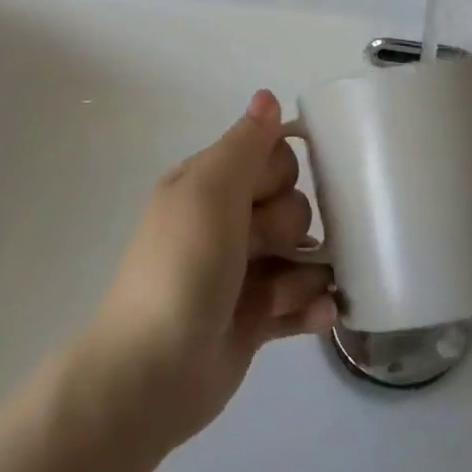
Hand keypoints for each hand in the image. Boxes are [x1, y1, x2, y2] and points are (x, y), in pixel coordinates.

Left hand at [66, 90, 336, 454]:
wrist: (150, 376)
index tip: (262, 196)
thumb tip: (268, 94)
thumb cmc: (182, 269)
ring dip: (306, 272)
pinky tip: (321, 314)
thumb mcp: (210, 193)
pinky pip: (301, 299)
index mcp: (209, 186)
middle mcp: (226, 223)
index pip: (272, 156)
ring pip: (302, 254)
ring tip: (283, 295)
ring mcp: (242, 272)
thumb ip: (246, 144)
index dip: (279, 174)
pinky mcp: (255, 317)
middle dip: (289, 227)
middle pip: (292, 204)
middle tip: (262, 250)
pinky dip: (312, 306)